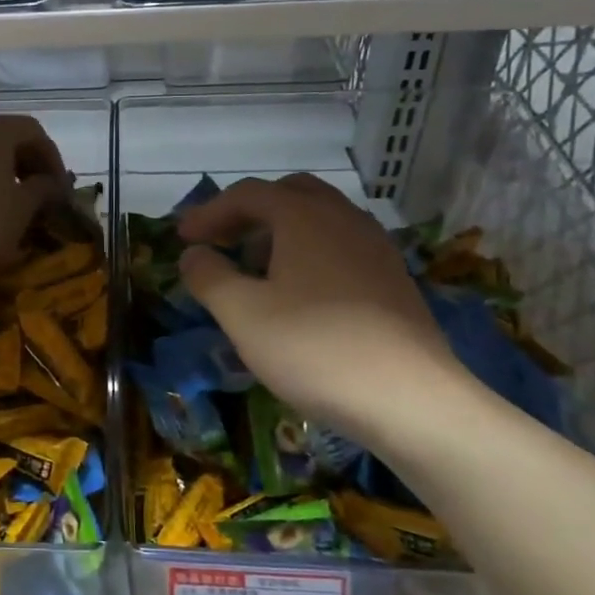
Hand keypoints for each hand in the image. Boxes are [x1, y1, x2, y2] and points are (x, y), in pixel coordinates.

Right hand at [178, 175, 467, 446]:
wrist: (411, 400)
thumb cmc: (315, 348)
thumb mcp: (242, 314)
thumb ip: (209, 276)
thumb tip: (193, 255)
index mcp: (304, 217)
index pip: (247, 194)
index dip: (209, 212)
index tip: (183, 238)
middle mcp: (343, 219)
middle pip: (290, 194)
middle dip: (250, 212)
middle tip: (223, 241)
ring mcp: (376, 248)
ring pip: (321, 219)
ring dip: (281, 232)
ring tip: (258, 270)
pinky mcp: (394, 280)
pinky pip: (342, 246)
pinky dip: (311, 253)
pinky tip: (301, 295)